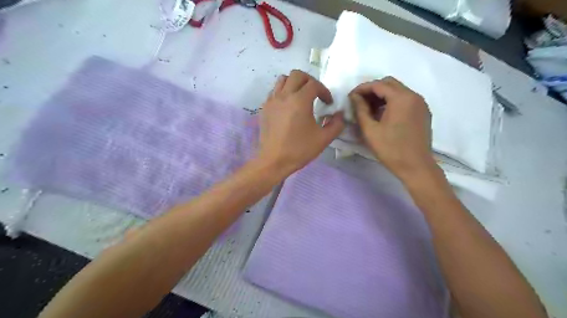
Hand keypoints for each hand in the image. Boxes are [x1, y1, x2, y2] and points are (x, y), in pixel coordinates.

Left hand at [258, 68, 345, 174]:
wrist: (273, 161)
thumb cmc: (299, 150)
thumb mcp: (323, 139)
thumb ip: (336, 124)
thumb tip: (340, 114)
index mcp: (300, 101)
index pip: (314, 84)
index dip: (324, 91)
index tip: (328, 103)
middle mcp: (284, 95)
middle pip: (297, 74)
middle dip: (309, 81)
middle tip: (315, 94)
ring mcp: (272, 101)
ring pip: (282, 80)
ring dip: (294, 83)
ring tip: (300, 96)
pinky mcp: (264, 108)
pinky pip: (274, 91)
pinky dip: (283, 92)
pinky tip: (288, 106)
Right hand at [351, 76, 437, 182]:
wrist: (416, 167)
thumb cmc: (391, 149)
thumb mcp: (370, 130)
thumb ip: (360, 110)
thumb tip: (354, 97)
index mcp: (401, 98)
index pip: (378, 84)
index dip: (362, 88)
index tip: (350, 97)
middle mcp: (413, 96)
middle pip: (389, 84)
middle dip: (372, 90)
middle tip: (359, 102)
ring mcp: (420, 104)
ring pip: (398, 91)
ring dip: (382, 96)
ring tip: (369, 109)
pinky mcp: (423, 112)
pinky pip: (405, 100)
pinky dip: (392, 102)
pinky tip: (383, 114)